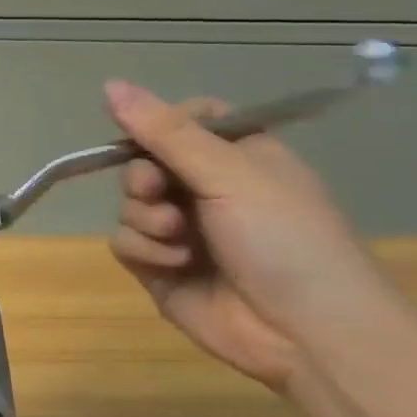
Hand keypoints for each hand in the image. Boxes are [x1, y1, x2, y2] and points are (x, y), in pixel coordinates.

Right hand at [103, 81, 395, 390]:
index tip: (151, 135)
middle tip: (158, 190)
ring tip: (179, 237)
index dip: (159, 125)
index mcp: (235, 156)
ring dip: (147, 218)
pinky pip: (125, 243)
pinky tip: (177, 264)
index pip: (181, 121)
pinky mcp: (161, 269)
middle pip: (143, 162)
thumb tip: (110, 84)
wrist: (307, 332)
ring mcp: (181, 232)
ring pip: (129, 204)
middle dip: (144, 178)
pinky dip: (145, 250)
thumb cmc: (283, 237)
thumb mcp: (229, 172)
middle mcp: (205, 190)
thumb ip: (166, 131)